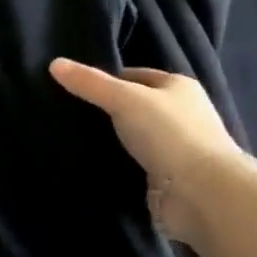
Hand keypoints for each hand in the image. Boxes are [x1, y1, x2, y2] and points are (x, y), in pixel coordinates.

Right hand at [48, 59, 247, 243]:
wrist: (203, 193)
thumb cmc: (169, 134)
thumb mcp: (124, 99)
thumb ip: (89, 83)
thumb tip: (54, 63)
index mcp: (180, 87)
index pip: (135, 75)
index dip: (106, 79)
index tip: (75, 89)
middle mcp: (183, 114)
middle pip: (135, 106)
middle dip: (106, 110)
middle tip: (69, 112)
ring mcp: (178, 147)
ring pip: (134, 136)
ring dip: (112, 139)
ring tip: (73, 137)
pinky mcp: (169, 176)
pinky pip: (136, 163)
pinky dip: (118, 163)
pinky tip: (93, 162)